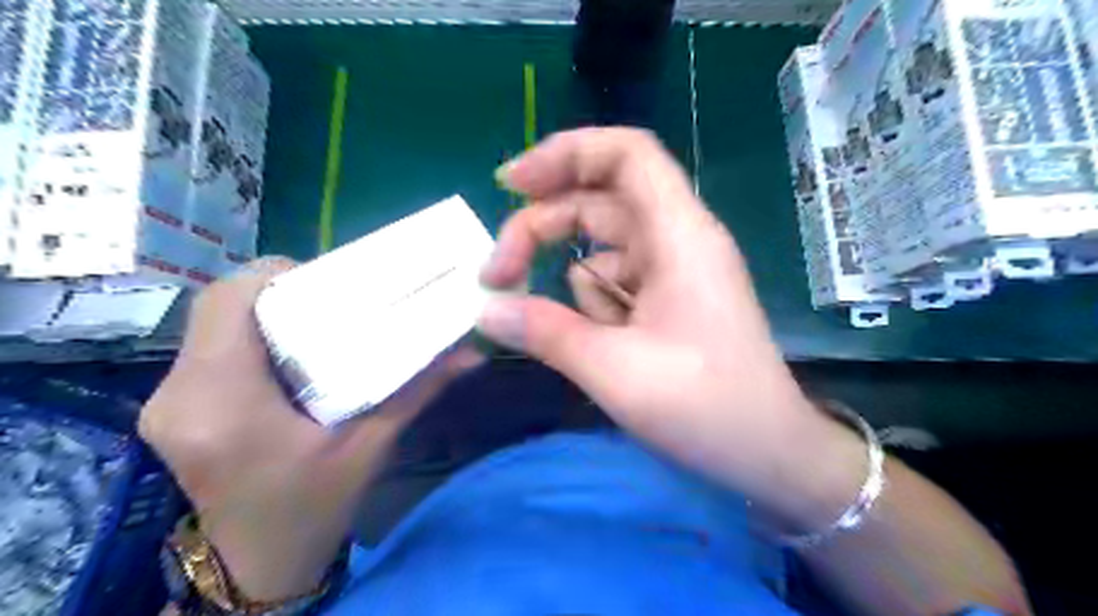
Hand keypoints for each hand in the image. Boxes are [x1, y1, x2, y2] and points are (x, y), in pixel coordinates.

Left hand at [138, 259, 481, 600]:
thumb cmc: (315, 506)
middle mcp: (180, 394)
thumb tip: (471, 352)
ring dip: (264, 313)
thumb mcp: (372, 445)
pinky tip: (291, 353)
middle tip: (331, 301)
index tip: (327, 282)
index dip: (276, 276)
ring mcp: (168, 402)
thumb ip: (418, 391)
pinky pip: (208, 349)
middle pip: (219, 308)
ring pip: (211, 326)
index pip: (228, 302)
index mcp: (224, 402)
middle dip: (277, 292)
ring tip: (317, 323)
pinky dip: (250, 337)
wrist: (260, 562)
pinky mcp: (176, 409)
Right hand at [480, 127, 866, 526]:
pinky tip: (602, 346)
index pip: (626, 154)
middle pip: (598, 201)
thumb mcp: (613, 369)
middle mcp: (677, 239)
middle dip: (543, 228)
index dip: (566, 153)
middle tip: (498, 273)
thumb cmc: (704, 406)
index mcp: (679, 235)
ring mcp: (673, 270)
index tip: (513, 183)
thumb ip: (545, 332)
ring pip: (601, 247)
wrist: (766, 452)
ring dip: (569, 281)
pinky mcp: (667, 299)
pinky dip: (593, 306)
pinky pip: (615, 282)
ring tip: (568, 334)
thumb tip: (487, 311)